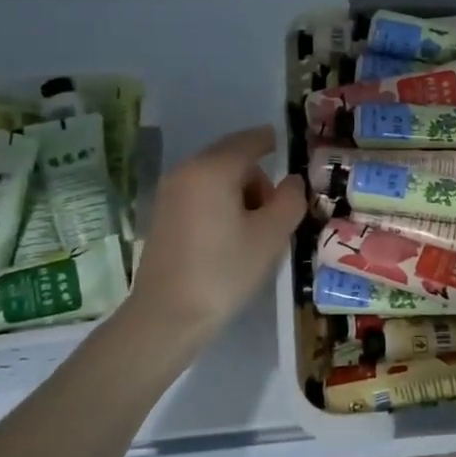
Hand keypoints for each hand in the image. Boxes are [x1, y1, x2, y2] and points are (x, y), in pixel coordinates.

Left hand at [127, 125, 307, 340]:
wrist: (167, 315)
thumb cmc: (225, 271)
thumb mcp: (271, 235)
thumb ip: (290, 199)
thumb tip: (292, 181)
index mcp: (213, 169)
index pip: (250, 141)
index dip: (272, 141)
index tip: (290, 147)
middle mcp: (187, 171)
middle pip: (232, 159)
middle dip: (258, 177)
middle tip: (278, 211)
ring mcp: (170, 193)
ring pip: (216, 178)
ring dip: (240, 193)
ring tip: (255, 230)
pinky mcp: (163, 215)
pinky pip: (201, 195)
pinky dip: (221, 204)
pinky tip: (230, 237)